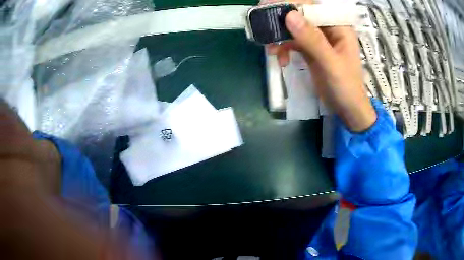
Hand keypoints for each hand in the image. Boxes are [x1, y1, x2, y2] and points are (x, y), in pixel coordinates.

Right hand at [264, 0, 376, 131]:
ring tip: (271, 51)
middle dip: (282, 23)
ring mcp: (319, 40)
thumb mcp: (330, 64)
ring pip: (294, 29)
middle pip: (301, 16)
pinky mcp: (311, 50)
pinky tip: (281, 60)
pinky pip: (294, 43)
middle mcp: (328, 29)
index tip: (269, 7)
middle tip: (263, 28)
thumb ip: (312, 40)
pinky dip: (284, 49)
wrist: (347, 109)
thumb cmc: (346, 87)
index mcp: (339, 27)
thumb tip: (289, 16)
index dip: (292, 4)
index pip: (313, 7)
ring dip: (280, 38)